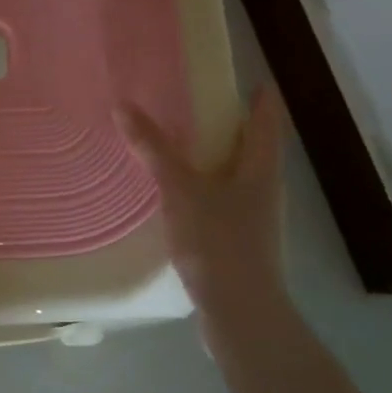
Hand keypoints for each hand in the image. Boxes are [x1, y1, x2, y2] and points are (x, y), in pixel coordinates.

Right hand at [119, 86, 287, 331]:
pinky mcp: (242, 244)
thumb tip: (124, 105)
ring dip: (217, 159)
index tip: (250, 78)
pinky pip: (225, 202)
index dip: (261, 98)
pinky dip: (207, 188)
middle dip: (233, 126)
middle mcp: (265, 189)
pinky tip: (181, 196)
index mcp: (261, 169)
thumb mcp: (180, 190)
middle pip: (255, 148)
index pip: (267, 121)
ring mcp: (256, 220)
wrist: (241, 315)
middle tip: (200, 104)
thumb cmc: (219, 242)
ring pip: (239, 177)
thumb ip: (154, 149)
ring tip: (184, 146)